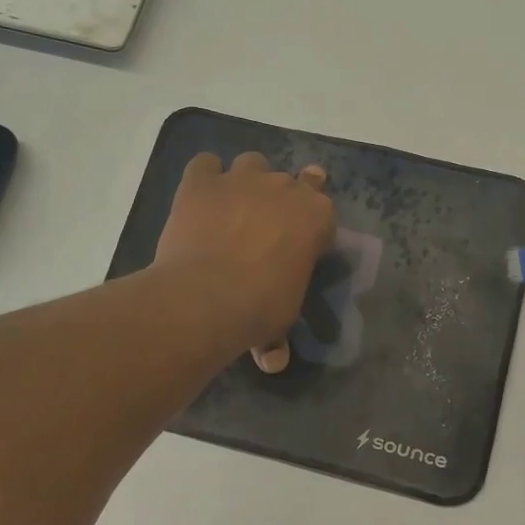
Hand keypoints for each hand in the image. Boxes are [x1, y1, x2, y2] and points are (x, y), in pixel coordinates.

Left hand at [155, 152, 335, 369]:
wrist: (207, 296)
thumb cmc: (260, 308)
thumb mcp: (280, 322)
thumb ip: (277, 337)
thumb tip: (273, 362)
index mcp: (316, 217)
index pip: (323, 212)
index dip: (311, 228)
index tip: (300, 247)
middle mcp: (284, 188)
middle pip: (292, 182)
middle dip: (282, 201)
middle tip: (266, 229)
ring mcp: (242, 180)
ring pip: (252, 163)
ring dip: (247, 180)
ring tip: (235, 207)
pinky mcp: (201, 182)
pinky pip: (205, 164)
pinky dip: (205, 177)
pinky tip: (201, 197)